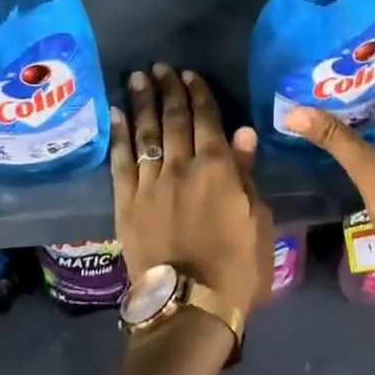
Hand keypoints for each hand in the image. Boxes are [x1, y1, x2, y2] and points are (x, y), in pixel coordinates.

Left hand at [111, 64, 274, 323]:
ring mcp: (150, 183)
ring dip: (142, 102)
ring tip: (137, 77)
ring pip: (146, 132)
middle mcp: (182, 166)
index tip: (189, 74)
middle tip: (160, 67)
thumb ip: (246, 174)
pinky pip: (121, 161)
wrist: (190, 308)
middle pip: (174, 118)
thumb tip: (243, 132)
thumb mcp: (258, 221)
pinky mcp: (126, 202)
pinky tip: (116, 114)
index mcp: (218, 168)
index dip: (198, 94)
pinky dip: (119, 134)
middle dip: (168, 89)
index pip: (207, 119)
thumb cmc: (237, 268)